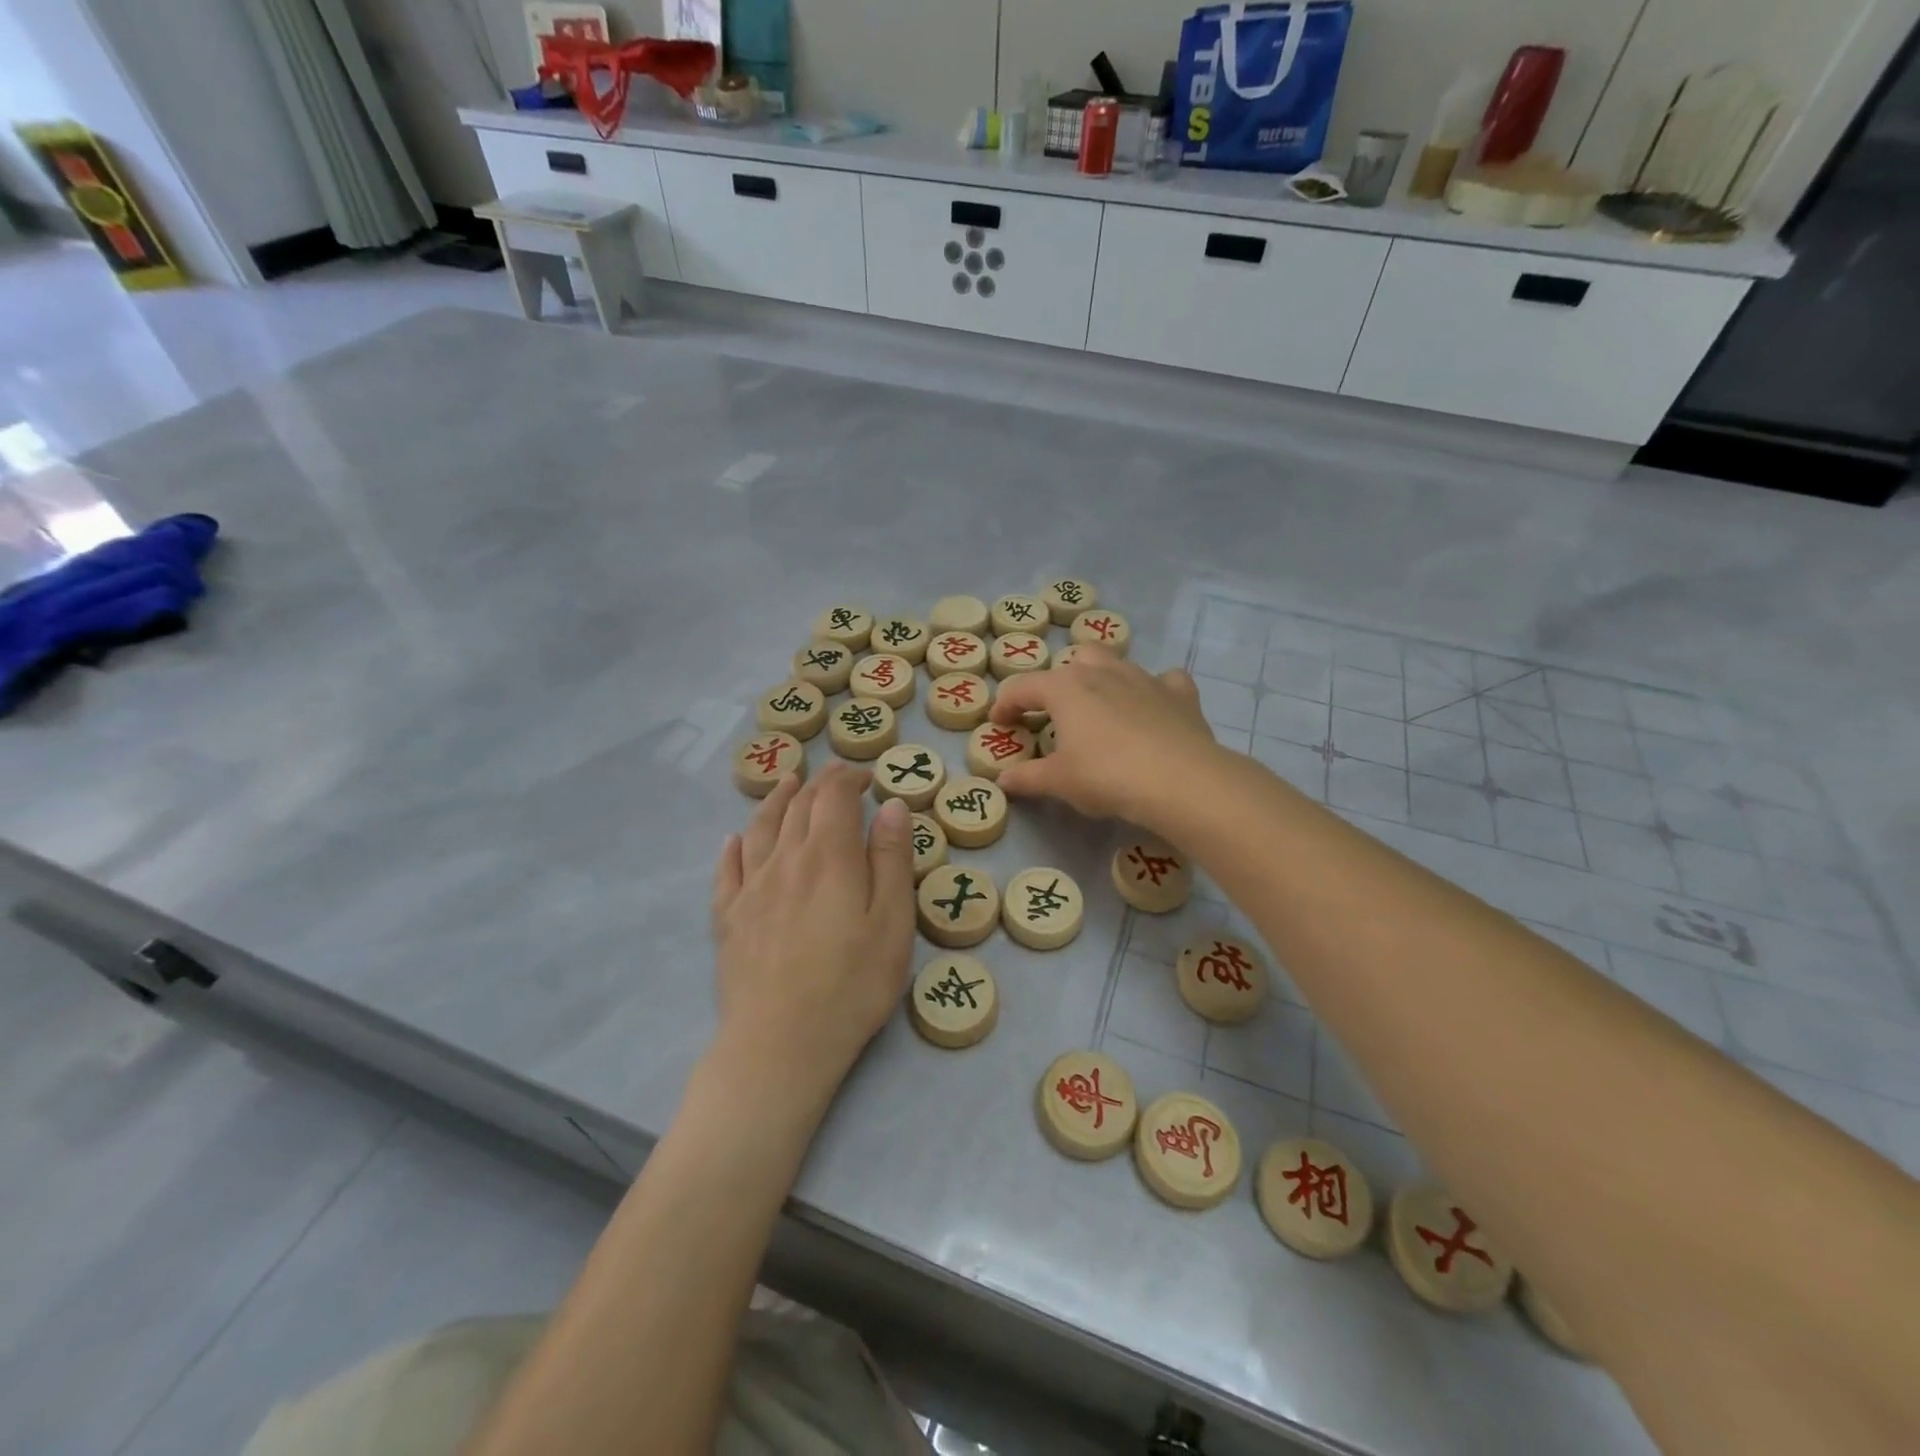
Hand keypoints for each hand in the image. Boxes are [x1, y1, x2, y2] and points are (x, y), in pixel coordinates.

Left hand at [710, 764, 916, 1105]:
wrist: (780, 1043)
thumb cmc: (852, 984)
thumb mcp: (894, 922)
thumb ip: (893, 859)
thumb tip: (892, 805)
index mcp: (830, 856)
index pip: (834, 796)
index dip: (849, 777)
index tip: (866, 775)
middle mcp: (786, 859)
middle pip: (799, 806)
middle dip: (819, 783)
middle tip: (834, 776)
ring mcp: (751, 888)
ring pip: (761, 828)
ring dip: (775, 800)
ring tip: (785, 784)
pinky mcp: (728, 918)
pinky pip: (727, 870)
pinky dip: (733, 847)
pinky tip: (733, 840)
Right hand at [988, 648, 1224, 828]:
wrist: (1178, 780)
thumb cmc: (1106, 776)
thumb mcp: (1058, 782)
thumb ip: (1027, 777)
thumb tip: (1003, 780)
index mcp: (1065, 688)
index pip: (1023, 687)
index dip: (1006, 704)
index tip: (999, 722)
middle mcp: (1103, 671)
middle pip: (1074, 660)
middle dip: (1061, 681)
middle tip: (1056, 713)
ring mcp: (1144, 678)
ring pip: (1116, 662)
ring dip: (1103, 678)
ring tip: (1100, 708)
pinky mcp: (1179, 694)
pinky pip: (1164, 681)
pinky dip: (1155, 690)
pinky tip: (1153, 709)